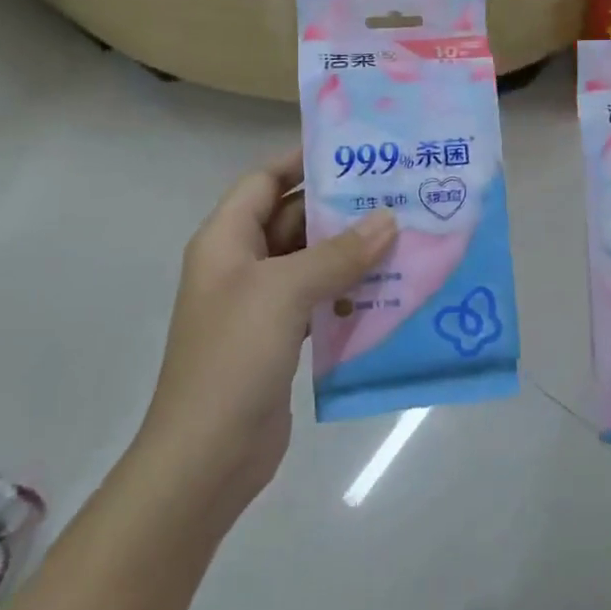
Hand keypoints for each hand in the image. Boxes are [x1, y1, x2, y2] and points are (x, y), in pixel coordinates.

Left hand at [139, 149, 395, 527]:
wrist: (206, 459)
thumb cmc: (233, 358)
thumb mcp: (282, 293)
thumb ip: (336, 254)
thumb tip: (387, 219)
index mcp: (226, 241)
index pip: (263, 180)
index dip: (301, 161)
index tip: (353, 150)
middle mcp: (241, 265)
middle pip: (292, 219)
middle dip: (340, 206)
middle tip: (395, 191)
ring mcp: (261, 304)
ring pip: (311, 261)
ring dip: (351, 250)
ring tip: (404, 233)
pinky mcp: (281, 338)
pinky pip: (320, 299)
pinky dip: (350, 291)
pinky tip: (390, 288)